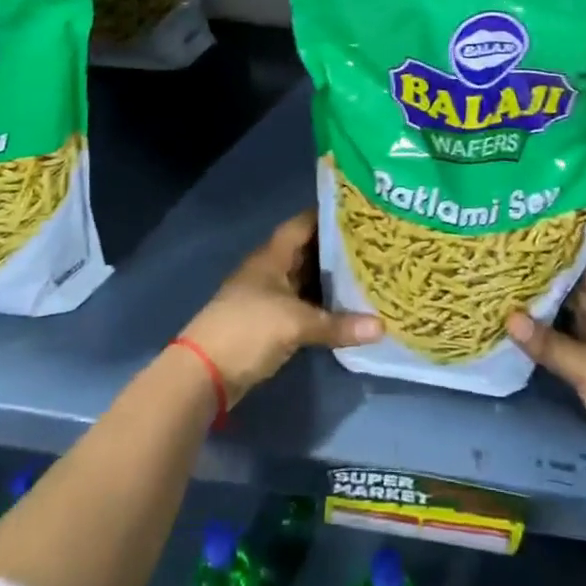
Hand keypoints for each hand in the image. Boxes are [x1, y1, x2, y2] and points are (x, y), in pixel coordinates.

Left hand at [180, 211, 381, 406]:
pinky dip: (324, 305)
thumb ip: (337, 324)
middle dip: (339, 249)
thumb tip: (381, 328)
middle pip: (309, 251)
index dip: (331, 216)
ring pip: (308, 280)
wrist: (204, 372)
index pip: (305, 223)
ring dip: (332, 279)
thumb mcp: (295, 324)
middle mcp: (272, 269)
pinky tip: (349, 308)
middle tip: (376, 245)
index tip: (363, 213)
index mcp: (273, 255)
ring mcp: (270, 296)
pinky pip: (304, 305)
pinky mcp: (271, 322)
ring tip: (370, 273)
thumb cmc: (248, 329)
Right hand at [507, 265, 585, 483]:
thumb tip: (509, 316)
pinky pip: (570, 347)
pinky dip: (549, 339)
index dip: (560, 256)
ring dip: (544, 311)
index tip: (525, 246)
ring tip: (505, 293)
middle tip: (506, 268)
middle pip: (578, 294)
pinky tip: (521, 332)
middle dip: (546, 283)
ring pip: (571, 321)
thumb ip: (550, 344)